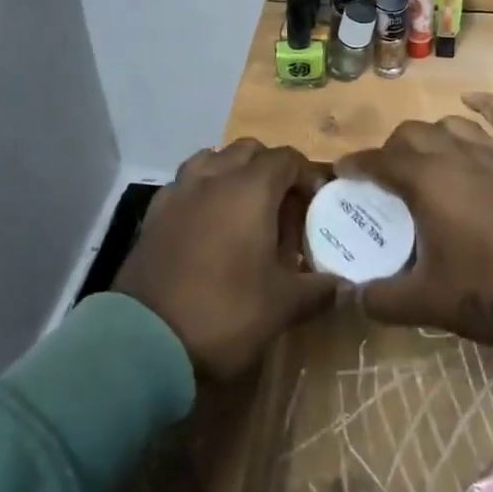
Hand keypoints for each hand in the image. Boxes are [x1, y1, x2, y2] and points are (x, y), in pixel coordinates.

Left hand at [114, 141, 339, 380]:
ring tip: (243, 208)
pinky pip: (185, 184)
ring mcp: (179, 191)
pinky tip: (206, 223)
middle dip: (271, 168)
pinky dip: (202, 191)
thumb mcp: (282, 306)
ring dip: (232, 172)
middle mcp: (214, 177)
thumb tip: (347, 287)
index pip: (286, 158)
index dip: (307, 174)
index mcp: (250, 189)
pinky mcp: (154, 213)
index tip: (318, 201)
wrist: (145, 341)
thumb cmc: (224, 313)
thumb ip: (319, 290)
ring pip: (212, 159)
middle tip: (283, 205)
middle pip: (248, 150)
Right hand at [333, 94, 492, 346]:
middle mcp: (455, 153)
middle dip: (390, 151)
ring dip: (430, 136)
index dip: (356, 165)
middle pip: (411, 135)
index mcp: (426, 181)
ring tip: (424, 157)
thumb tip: (351, 297)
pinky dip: (486, 105)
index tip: (341, 173)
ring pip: (450, 125)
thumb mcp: (430, 303)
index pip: (379, 161)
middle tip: (385, 180)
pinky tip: (471, 103)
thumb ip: (382, 299)